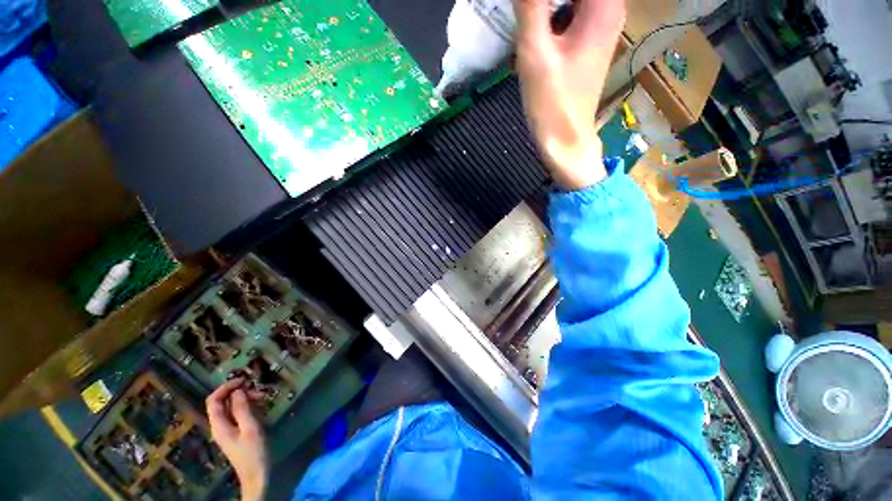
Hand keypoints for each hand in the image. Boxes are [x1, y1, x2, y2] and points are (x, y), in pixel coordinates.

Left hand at [207, 379, 268, 500]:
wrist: (257, 474)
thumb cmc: (253, 451)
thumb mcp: (250, 428)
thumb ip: (242, 409)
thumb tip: (238, 390)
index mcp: (219, 425)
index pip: (214, 400)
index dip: (225, 387)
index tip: (243, 380)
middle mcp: (220, 425)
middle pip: (223, 402)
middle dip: (238, 392)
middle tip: (257, 389)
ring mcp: (229, 429)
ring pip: (232, 407)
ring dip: (246, 398)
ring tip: (262, 397)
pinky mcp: (237, 431)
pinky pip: (239, 413)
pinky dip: (249, 406)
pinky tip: (261, 406)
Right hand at [515, 0, 625, 189]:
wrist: (565, 140)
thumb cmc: (553, 102)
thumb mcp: (535, 52)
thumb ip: (530, 6)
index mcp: (603, 5)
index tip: (529, 8)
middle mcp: (609, 8)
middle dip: (543, 2)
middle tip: (524, 13)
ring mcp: (601, 25)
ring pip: (572, 0)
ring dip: (546, 7)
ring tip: (527, 21)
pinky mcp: (589, 42)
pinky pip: (571, 11)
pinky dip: (552, 14)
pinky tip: (535, 28)